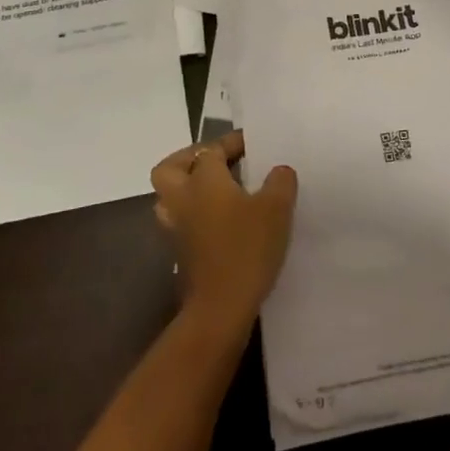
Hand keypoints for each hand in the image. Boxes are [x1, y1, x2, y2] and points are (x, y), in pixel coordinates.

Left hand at [150, 130, 297, 335]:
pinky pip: (180, 221)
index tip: (252, 144)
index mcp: (203, 179)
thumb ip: (280, 182)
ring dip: (188, 188)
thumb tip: (279, 170)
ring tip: (218, 191)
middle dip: (190, 159)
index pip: (211, 149)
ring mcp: (176, 227)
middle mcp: (182, 198)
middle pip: (171, 168)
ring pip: (170, 196)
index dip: (231, 142)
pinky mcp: (179, 253)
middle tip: (219, 162)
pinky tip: (221, 222)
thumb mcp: (276, 209)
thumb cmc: (247, 248)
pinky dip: (194, 215)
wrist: (220, 308)